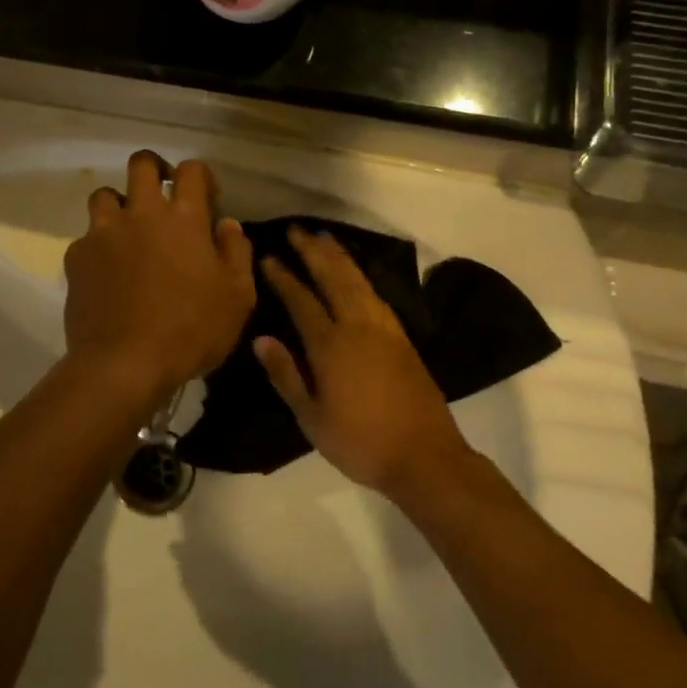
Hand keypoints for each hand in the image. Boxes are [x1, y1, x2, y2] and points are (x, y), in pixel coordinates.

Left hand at [63, 152, 254, 399]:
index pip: (191, 170)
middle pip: (141, 163)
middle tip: (163, 195)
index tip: (206, 199)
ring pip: (104, 195)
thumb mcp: (237, 296)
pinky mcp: (76, 257)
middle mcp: (140, 213)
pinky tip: (107, 273)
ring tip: (129, 232)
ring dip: (119, 205)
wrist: (124, 364)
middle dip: (154, 169)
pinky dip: (99, 246)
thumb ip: (236, 252)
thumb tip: (227, 224)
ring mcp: (103, 233)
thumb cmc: (191, 330)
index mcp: (183, 218)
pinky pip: (87, 238)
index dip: (200, 176)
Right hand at [253, 228, 467, 495]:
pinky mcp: (402, 338)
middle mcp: (358, 327)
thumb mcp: (312, 418)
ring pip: (358, 281)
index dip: (283, 277)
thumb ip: (286, 375)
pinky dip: (361, 275)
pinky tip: (355, 274)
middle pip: (333, 278)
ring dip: (339, 257)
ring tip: (324, 238)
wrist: (425, 457)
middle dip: (313, 251)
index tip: (268, 257)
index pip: (301, 300)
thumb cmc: (360, 442)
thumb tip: (261, 338)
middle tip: (296, 230)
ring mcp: (384, 330)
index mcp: (330, 346)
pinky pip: (376, 294)